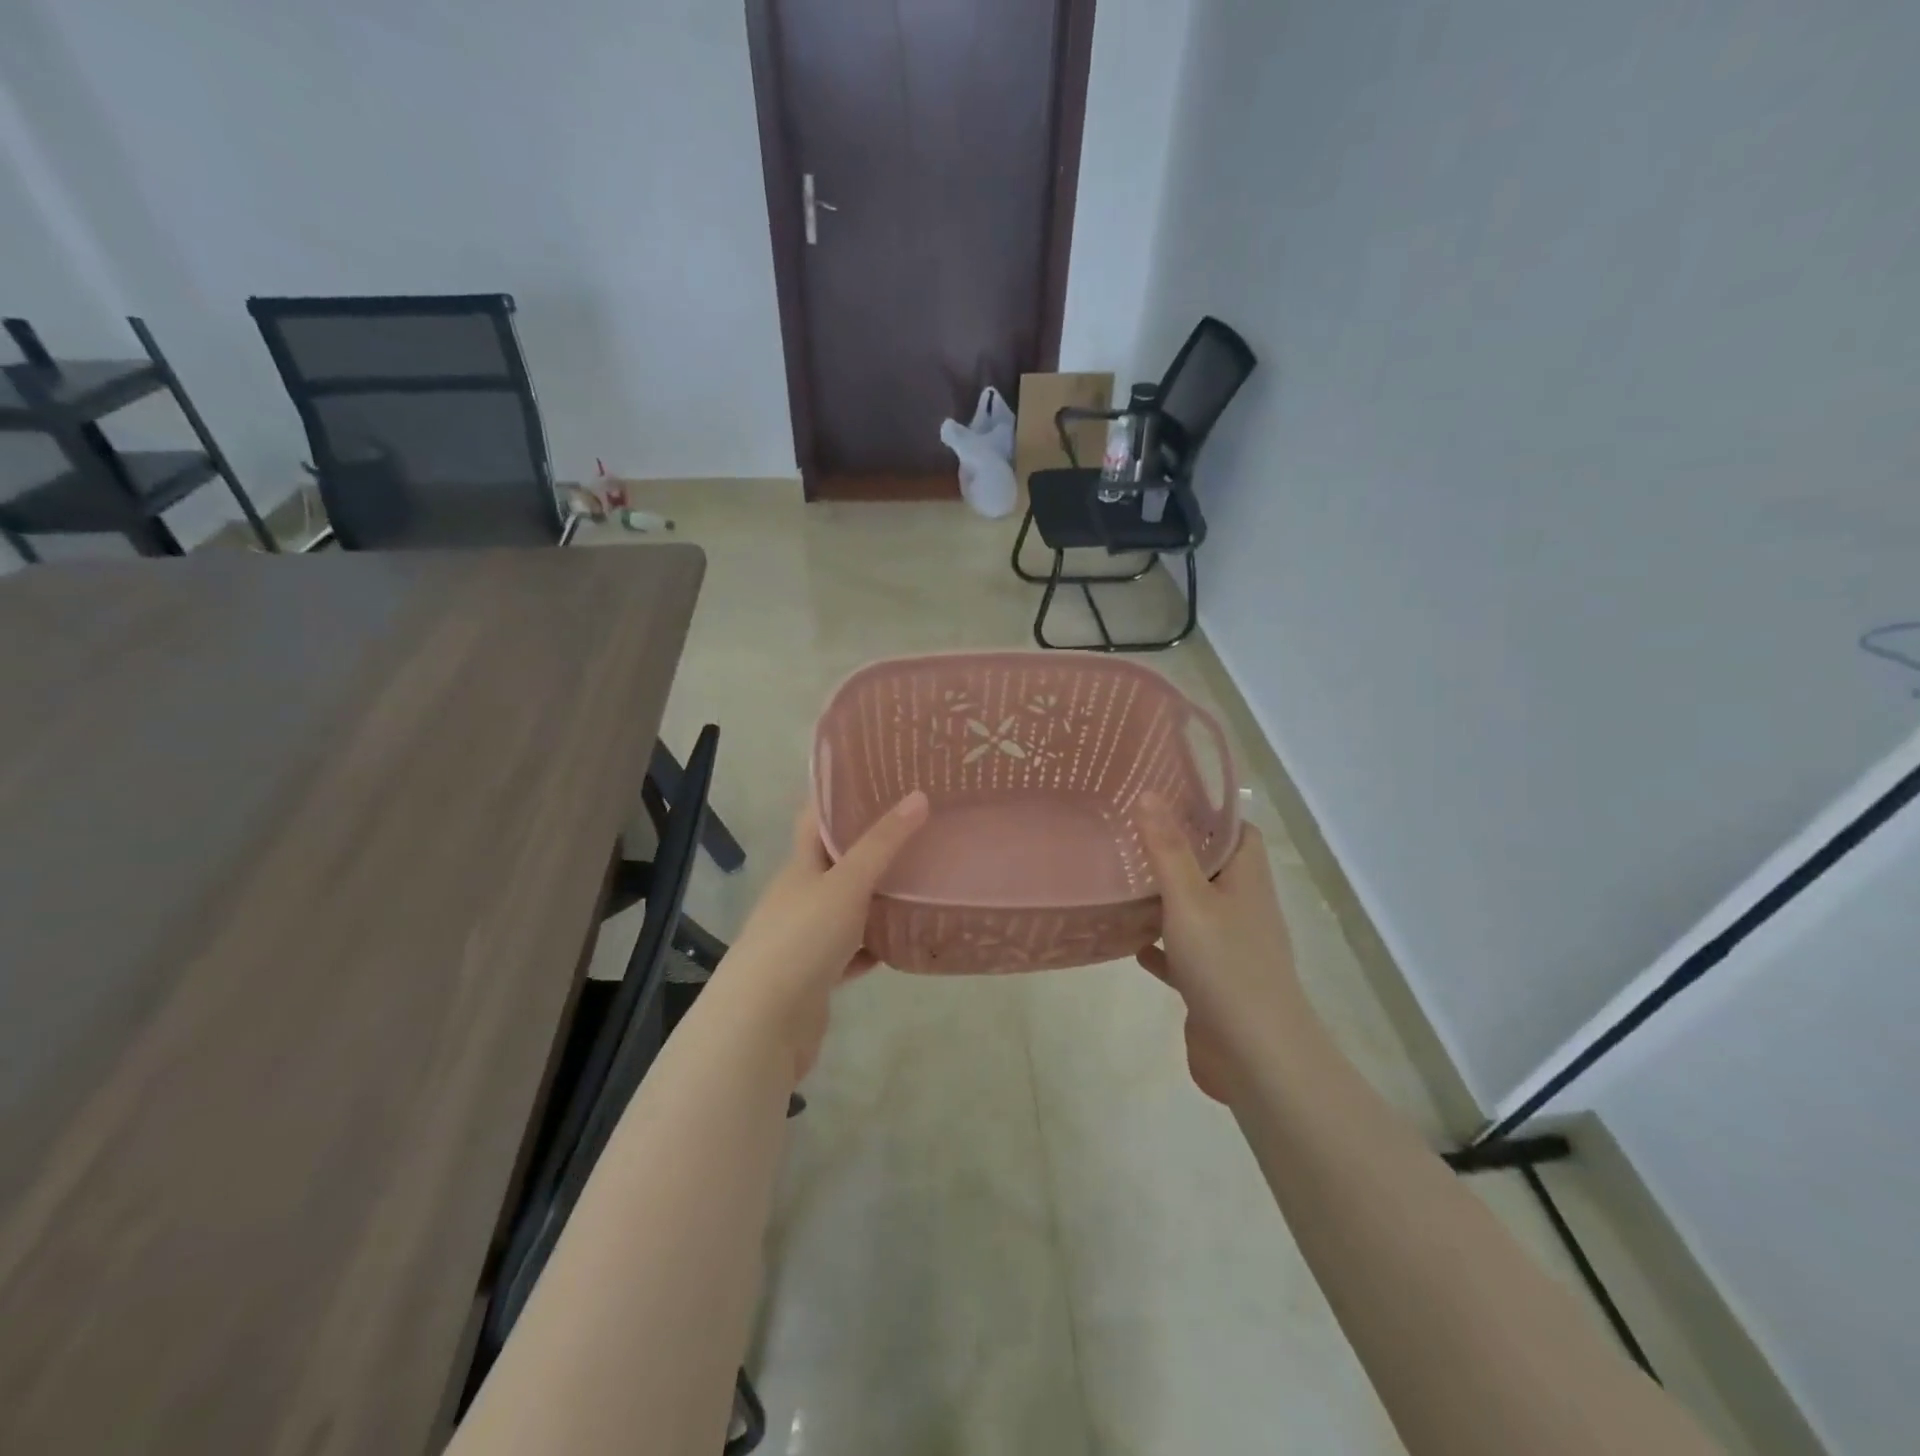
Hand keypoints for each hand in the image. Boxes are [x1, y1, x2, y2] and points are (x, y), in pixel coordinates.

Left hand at [712, 791, 928, 1081]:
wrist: (762, 1025)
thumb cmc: (802, 939)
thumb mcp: (846, 884)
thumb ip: (883, 844)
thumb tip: (918, 796)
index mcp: (800, 867)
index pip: (816, 819)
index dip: (840, 796)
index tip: (878, 779)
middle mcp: (799, 897)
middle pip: (836, 863)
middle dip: (870, 847)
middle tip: (916, 828)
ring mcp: (806, 938)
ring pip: (847, 909)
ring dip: (876, 899)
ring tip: (919, 880)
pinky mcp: (817, 975)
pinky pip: (852, 951)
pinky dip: (874, 946)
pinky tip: (901, 942)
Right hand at [1135, 793, 1308, 1101]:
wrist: (1254, 1056)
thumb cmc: (1225, 965)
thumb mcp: (1190, 899)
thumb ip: (1167, 849)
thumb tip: (1150, 793)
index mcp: (1246, 881)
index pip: (1237, 833)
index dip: (1209, 814)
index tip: (1166, 799)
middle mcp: (1243, 910)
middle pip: (1213, 869)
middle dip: (1178, 852)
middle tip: (1130, 835)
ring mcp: (1229, 949)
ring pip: (1195, 911)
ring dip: (1165, 899)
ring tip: (1123, 880)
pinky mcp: (1212, 983)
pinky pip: (1182, 954)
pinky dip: (1159, 946)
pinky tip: (1129, 943)